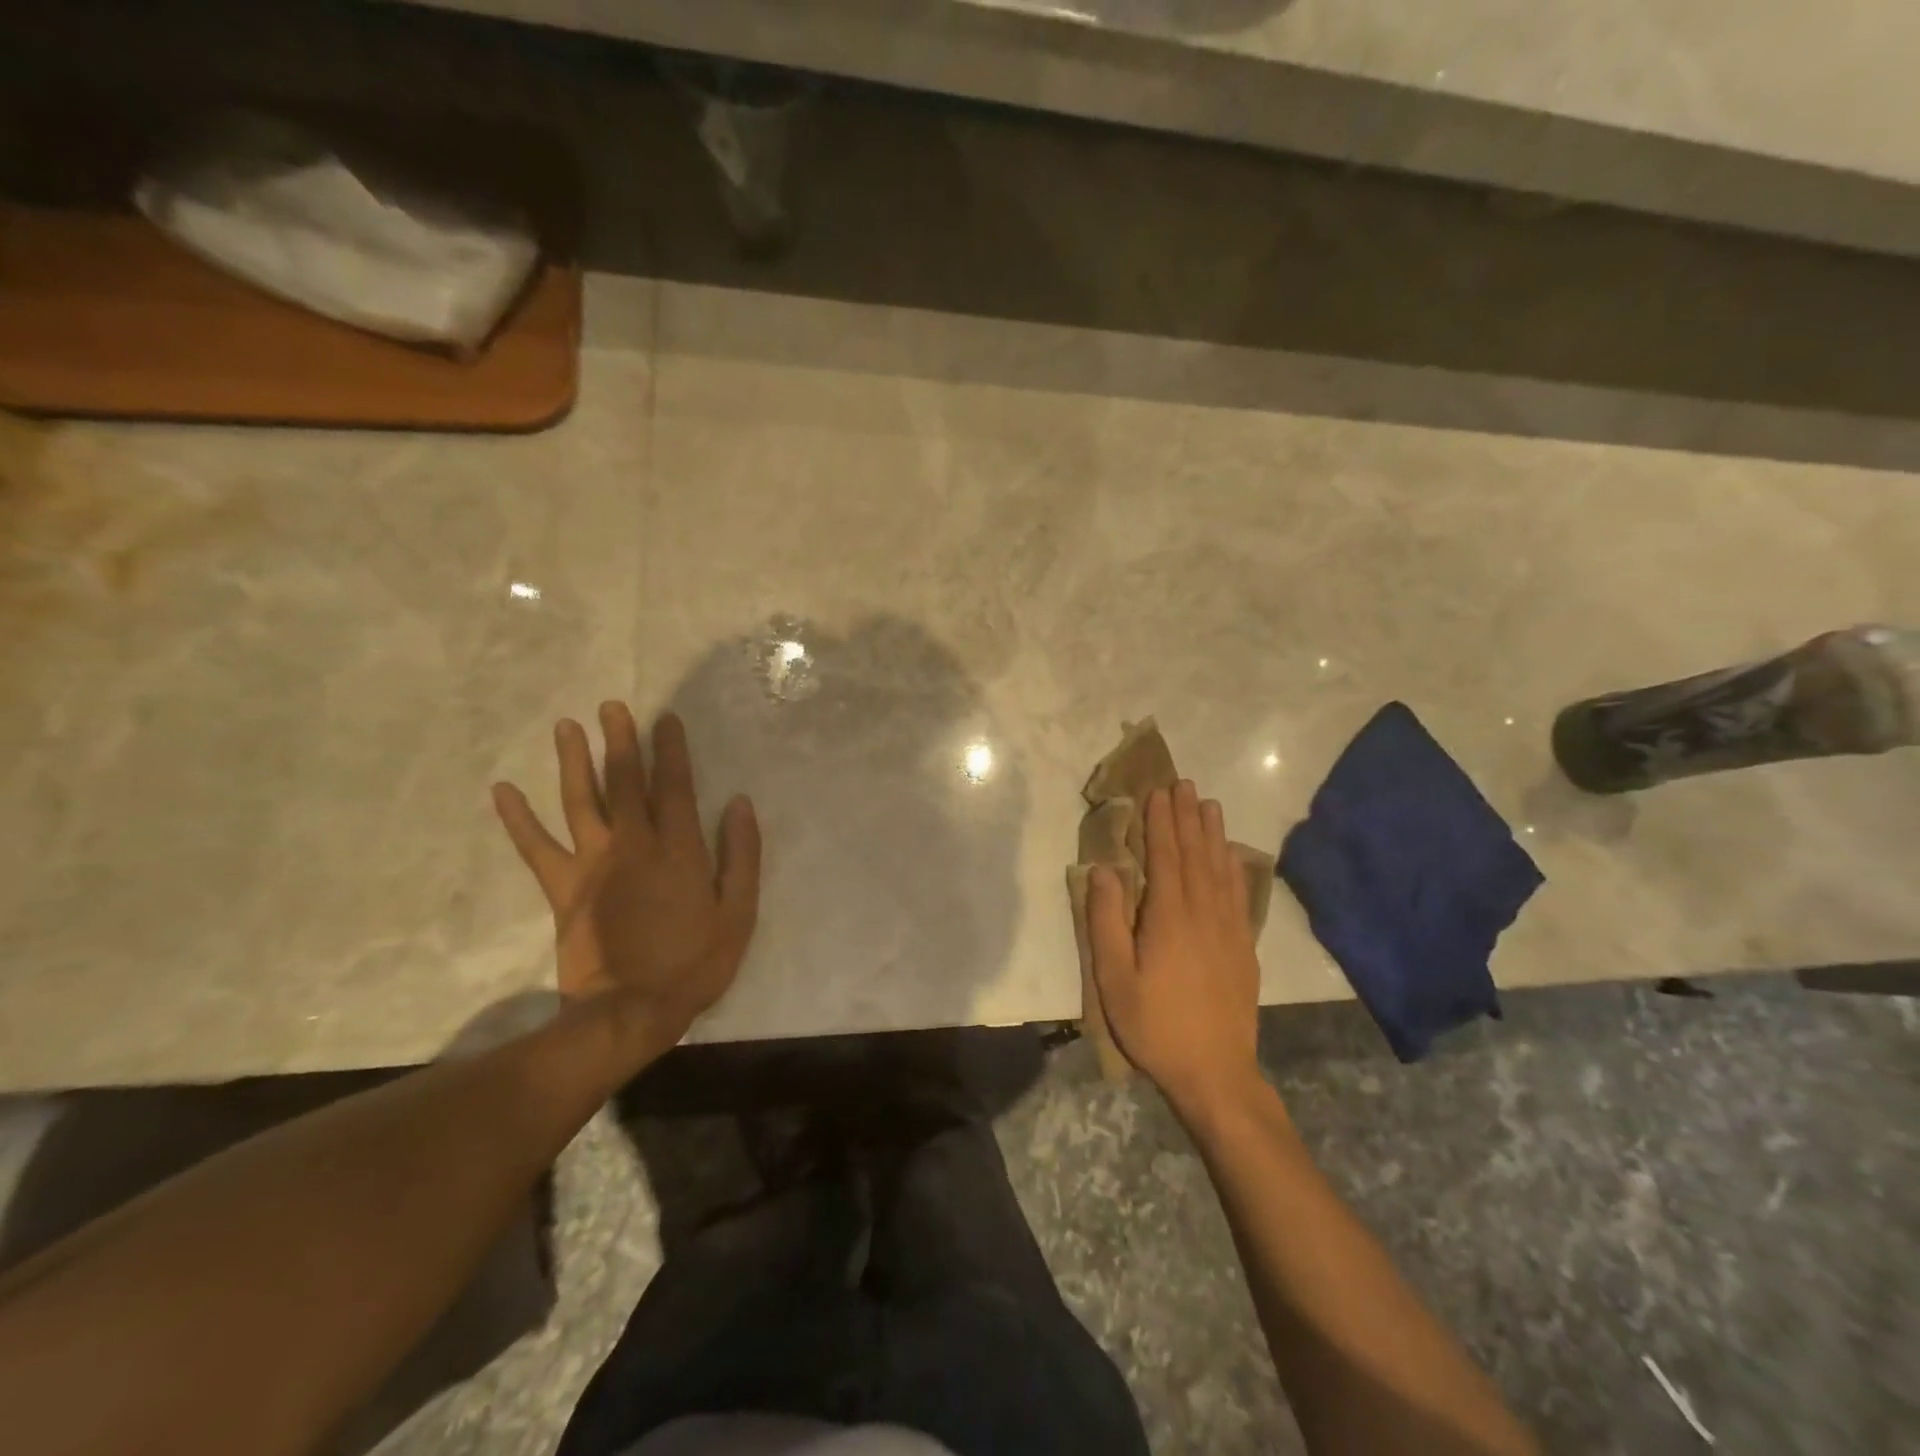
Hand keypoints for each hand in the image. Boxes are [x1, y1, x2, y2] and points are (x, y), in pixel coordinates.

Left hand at [492, 703, 760, 1040]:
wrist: (631, 1011)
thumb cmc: (694, 963)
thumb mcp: (739, 913)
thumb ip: (741, 855)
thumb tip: (739, 804)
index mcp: (678, 849)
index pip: (674, 786)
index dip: (671, 750)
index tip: (665, 719)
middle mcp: (634, 845)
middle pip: (625, 783)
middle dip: (620, 741)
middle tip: (611, 706)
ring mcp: (593, 864)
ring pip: (581, 802)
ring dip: (573, 762)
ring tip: (566, 727)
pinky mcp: (563, 888)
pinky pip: (536, 848)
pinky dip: (518, 819)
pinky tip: (503, 791)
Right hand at [1088, 781, 1262, 1116]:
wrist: (1215, 1072)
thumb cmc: (1154, 1025)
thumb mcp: (1114, 977)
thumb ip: (1106, 920)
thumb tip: (1104, 870)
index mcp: (1168, 917)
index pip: (1165, 856)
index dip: (1161, 821)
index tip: (1159, 791)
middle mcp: (1203, 912)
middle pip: (1194, 854)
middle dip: (1186, 817)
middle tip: (1184, 784)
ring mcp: (1229, 928)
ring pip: (1220, 868)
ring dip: (1212, 833)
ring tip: (1209, 804)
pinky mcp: (1244, 946)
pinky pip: (1240, 894)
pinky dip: (1235, 867)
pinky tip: (1232, 854)